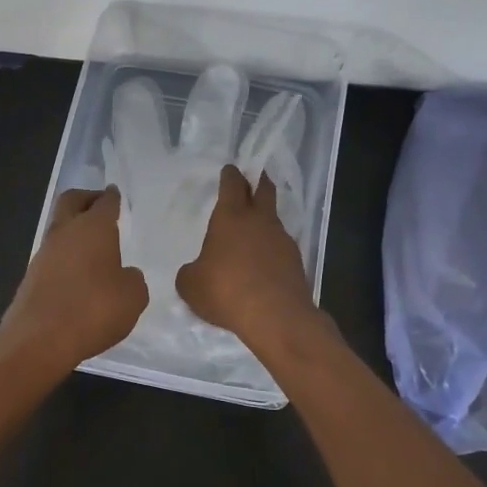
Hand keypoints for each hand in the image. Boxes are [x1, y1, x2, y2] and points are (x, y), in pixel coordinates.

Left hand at [0, 186, 148, 371]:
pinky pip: (52, 256)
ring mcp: (43, 254)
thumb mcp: (133, 297)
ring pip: (59, 229)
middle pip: (71, 202)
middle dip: (86, 199)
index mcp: (93, 228)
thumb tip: (124, 275)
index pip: (104, 203)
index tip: (114, 194)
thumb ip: (132, 280)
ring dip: (74, 231)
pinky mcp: (31, 277)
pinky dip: (65, 257)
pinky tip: (79, 274)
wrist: (39, 339)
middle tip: (99, 205)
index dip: (112, 198)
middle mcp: (65, 233)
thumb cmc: (94, 309)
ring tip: (93, 246)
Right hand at [177, 165, 317, 348]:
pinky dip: (271, 248)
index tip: (230, 170)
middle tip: (255, 177)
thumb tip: (196, 270)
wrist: (276, 316)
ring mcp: (281, 239)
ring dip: (264, 219)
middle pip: (263, 191)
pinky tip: (263, 262)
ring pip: (273, 219)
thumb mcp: (191, 284)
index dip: (230, 175)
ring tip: (254, 229)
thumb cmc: (226, 291)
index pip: (232, 185)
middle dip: (258, 181)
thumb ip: (191, 271)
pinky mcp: (295, 261)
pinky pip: (280, 246)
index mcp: (231, 217)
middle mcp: (259, 221)